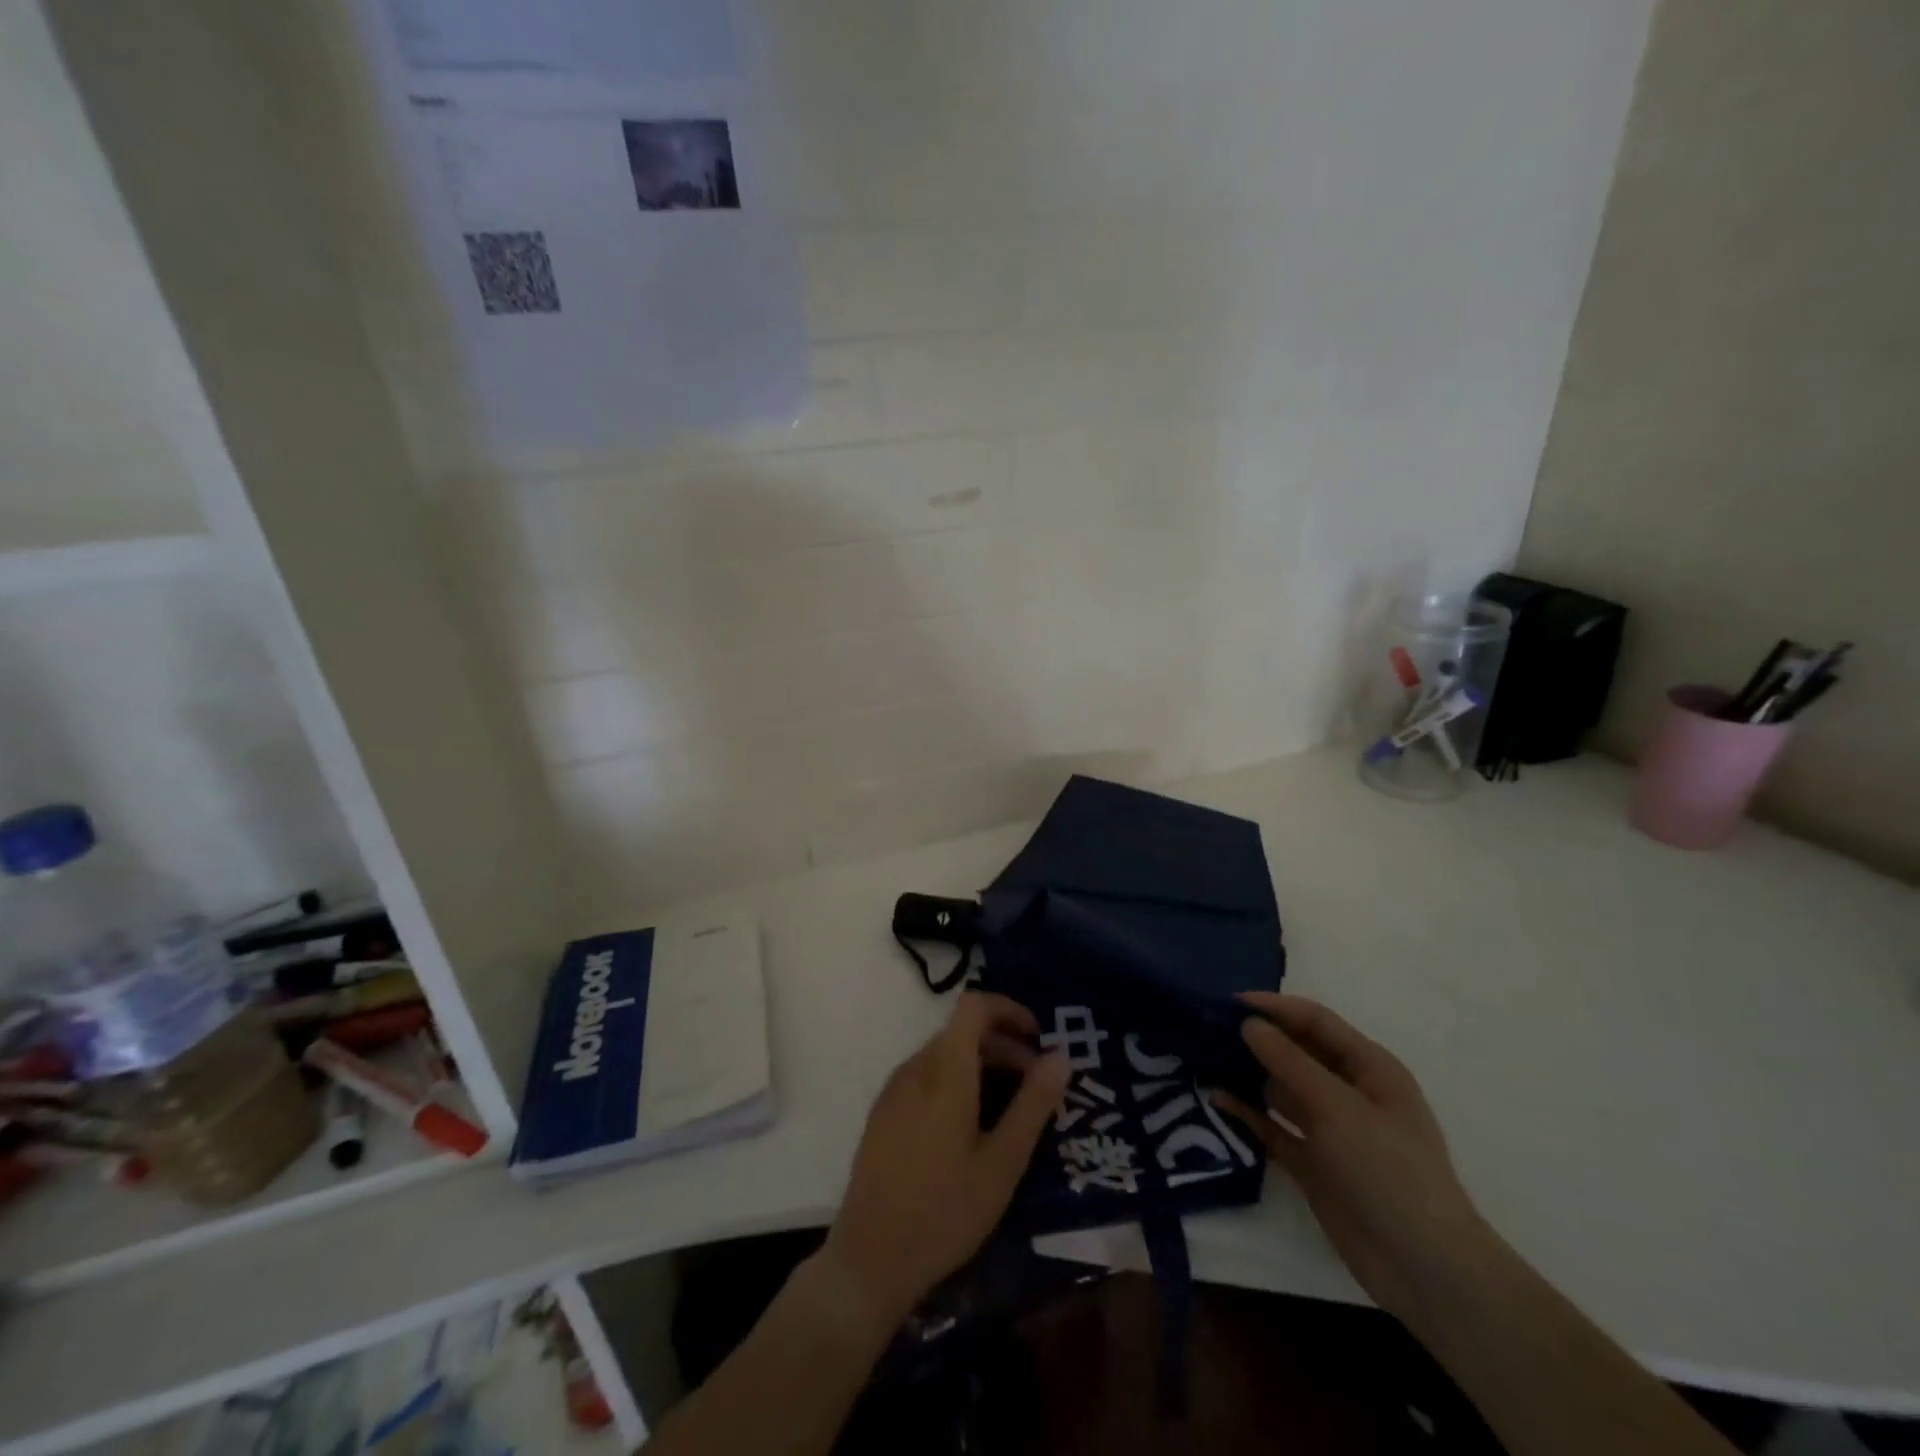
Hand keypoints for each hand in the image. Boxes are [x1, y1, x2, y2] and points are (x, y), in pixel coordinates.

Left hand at [819, 992, 1069, 1330]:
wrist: (869, 1259)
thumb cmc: (944, 1211)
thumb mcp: (1002, 1162)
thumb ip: (1033, 1104)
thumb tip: (1061, 1056)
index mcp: (944, 1070)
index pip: (974, 1005)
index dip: (1008, 1009)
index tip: (1038, 1038)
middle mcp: (915, 1067)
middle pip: (962, 1030)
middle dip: (1003, 1044)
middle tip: (1036, 1084)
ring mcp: (894, 1089)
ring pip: (944, 1054)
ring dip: (981, 1065)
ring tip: (1009, 1109)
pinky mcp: (883, 1113)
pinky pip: (925, 1077)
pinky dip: (956, 1081)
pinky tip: (971, 1128)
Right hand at [1214, 993, 1494, 1322]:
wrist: (1423, 1268)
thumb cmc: (1389, 1170)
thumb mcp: (1338, 1107)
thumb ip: (1290, 1062)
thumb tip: (1249, 1024)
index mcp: (1369, 1069)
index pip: (1316, 1022)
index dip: (1275, 1008)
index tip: (1228, 1002)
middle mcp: (1348, 1092)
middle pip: (1296, 1052)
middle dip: (1257, 1039)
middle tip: (1207, 1030)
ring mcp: (1330, 1130)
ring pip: (1280, 1089)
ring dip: (1248, 1075)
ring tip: (1203, 1061)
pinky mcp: (1313, 1164)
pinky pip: (1274, 1127)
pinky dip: (1249, 1114)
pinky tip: (1218, 1100)